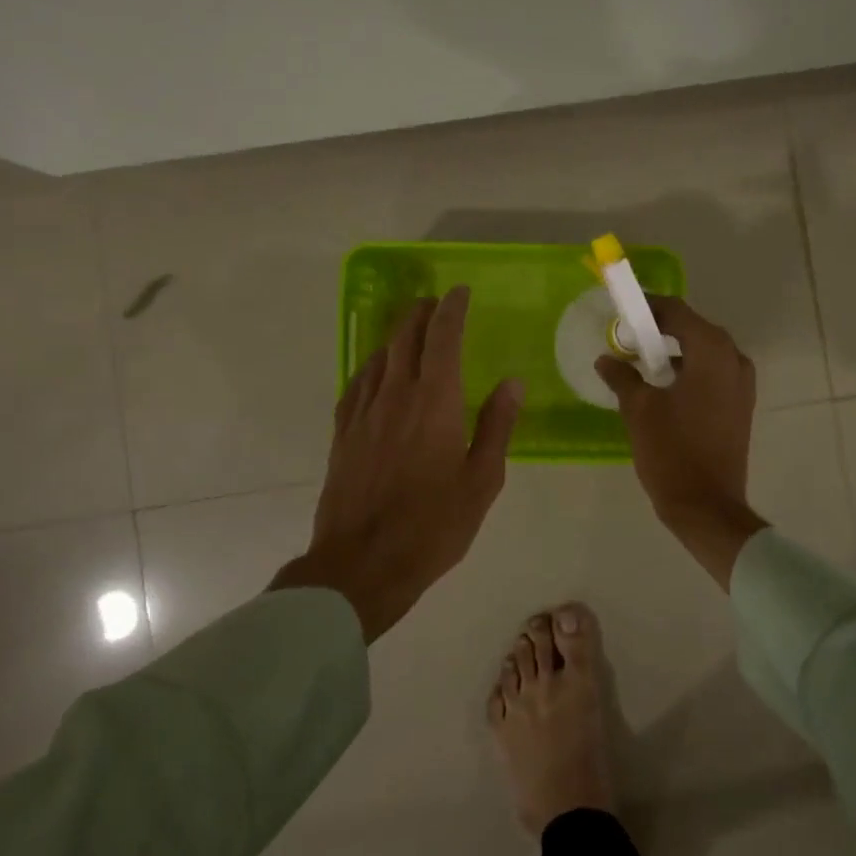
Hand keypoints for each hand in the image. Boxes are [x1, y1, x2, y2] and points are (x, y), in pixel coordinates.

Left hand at [272, 287, 522, 640]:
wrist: (362, 564)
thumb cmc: (433, 525)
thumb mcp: (482, 480)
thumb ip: (496, 426)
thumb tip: (512, 382)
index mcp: (435, 401)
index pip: (442, 337)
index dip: (451, 309)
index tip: (460, 291)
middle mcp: (396, 395)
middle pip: (406, 338)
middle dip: (422, 313)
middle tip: (436, 302)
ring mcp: (364, 413)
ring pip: (379, 357)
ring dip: (397, 334)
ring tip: (411, 326)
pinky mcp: (344, 434)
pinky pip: (357, 383)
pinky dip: (372, 365)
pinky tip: (376, 369)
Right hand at [595, 297, 766, 587]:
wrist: (707, 506)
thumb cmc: (672, 452)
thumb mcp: (639, 410)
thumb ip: (622, 376)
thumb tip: (606, 359)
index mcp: (711, 351)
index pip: (676, 311)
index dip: (647, 307)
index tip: (621, 310)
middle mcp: (734, 359)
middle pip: (693, 328)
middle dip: (659, 329)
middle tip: (626, 337)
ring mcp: (742, 383)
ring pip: (704, 351)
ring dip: (674, 351)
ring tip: (640, 362)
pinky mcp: (741, 404)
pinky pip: (712, 373)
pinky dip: (689, 370)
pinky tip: (663, 386)